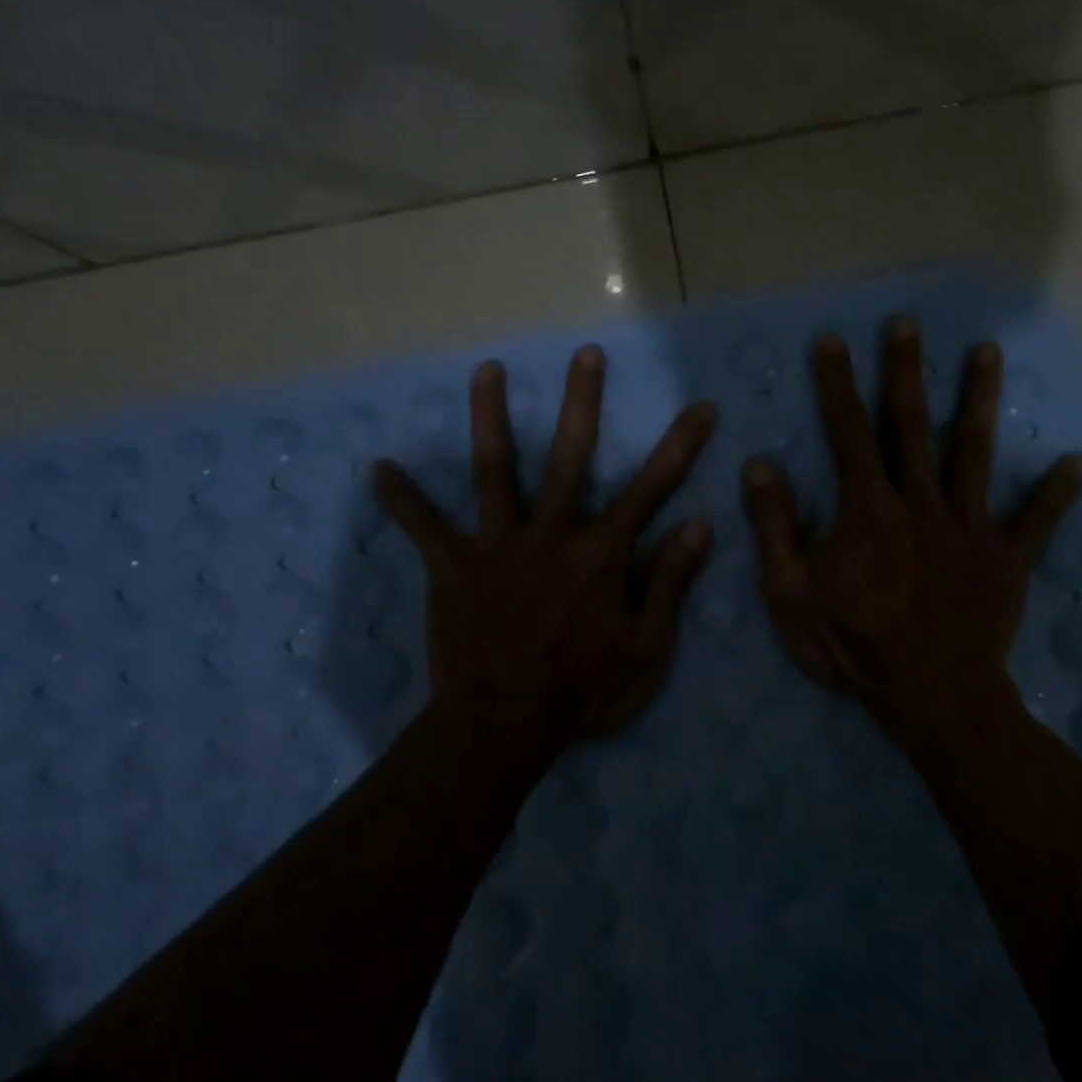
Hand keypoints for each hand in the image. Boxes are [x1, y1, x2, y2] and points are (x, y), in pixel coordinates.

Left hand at [376, 346, 716, 749]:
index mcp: (602, 553)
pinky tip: (379, 468)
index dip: (681, 445)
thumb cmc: (583, 692)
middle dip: (583, 403)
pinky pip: (424, 527)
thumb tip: (700, 525)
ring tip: (487, 370)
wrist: (502, 727)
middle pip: (571, 456)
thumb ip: (671, 582)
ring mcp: (498, 544)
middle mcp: (552, 533)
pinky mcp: (453, 566)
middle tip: (586, 354)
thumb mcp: (647, 649)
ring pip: (495, 470)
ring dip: (491, 418)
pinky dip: (403, 500)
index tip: (702, 405)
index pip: (652, 488)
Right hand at [742, 318, 1081, 753]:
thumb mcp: (790, 594)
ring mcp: (969, 527)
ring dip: (979, 400)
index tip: (832, 341)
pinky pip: (1035, 521)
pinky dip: (1055, 493)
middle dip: (907, 371)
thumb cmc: (854, 645)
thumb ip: (776, 527)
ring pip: (974, 453)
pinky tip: (1075, 463)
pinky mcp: (1006, 558)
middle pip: (912, 425)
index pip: (848, 432)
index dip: (837, 384)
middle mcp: (921, 503)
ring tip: (987, 352)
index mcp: (868, 509)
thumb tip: (760, 465)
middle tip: (908, 324)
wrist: (931, 697)